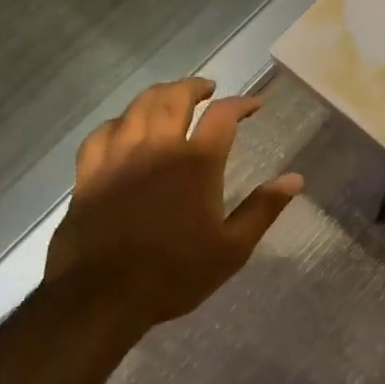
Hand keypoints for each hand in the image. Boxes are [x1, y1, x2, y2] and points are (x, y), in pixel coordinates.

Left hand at [44, 78, 302, 335]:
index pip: (223, 116)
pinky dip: (119, 122)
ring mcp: (118, 158)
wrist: (102, 296)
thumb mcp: (232, 248)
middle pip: (174, 98)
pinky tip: (125, 127)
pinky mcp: (89, 173)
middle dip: (194, 87)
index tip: (255, 104)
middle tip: (208, 89)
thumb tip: (295, 179)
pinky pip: (102, 133)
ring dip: (159, 95)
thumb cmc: (175, 274)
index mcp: (197, 163)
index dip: (242, 104)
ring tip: (171, 97)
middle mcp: (158, 148)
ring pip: (137, 108)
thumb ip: (263, 209)